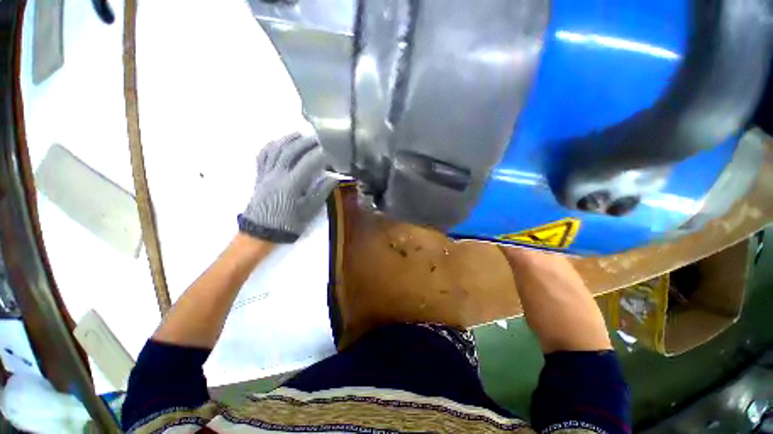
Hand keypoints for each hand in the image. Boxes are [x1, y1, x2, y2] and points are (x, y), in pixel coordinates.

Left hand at [238, 133, 336, 242]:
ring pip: (275, 150)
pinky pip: (263, 156)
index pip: (308, 163)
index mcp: (291, 185)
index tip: (331, 149)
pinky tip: (278, 142)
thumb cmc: (287, 225)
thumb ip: (321, 193)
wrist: (260, 233)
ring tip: (300, 134)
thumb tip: (334, 178)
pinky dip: (271, 146)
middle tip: (319, 137)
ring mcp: (266, 174)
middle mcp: (277, 175)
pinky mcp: (259, 176)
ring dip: (288, 139)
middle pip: (291, 151)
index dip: (320, 154)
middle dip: (306, 142)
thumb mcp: (308, 212)